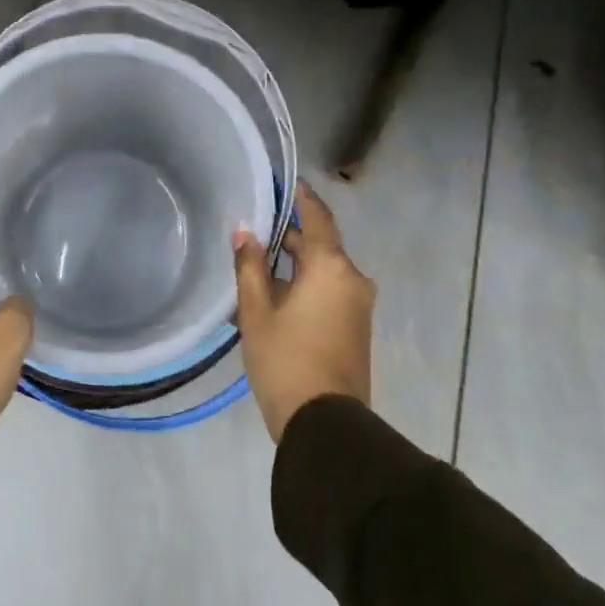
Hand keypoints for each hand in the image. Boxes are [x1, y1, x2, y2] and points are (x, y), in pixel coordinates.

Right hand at [234, 182, 373, 442]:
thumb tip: (246, 232)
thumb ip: (250, 267)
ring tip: (259, 263)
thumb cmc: (285, 360)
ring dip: (297, 263)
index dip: (301, 197)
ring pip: (325, 269)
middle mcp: (352, 278)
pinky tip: (277, 293)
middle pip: (321, 244)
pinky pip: (331, 290)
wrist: (325, 424)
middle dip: (291, 234)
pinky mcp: (357, 326)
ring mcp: (359, 304)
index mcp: (331, 267)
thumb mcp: (257, 312)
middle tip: (255, 227)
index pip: (318, 216)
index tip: (283, 181)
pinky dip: (307, 283)